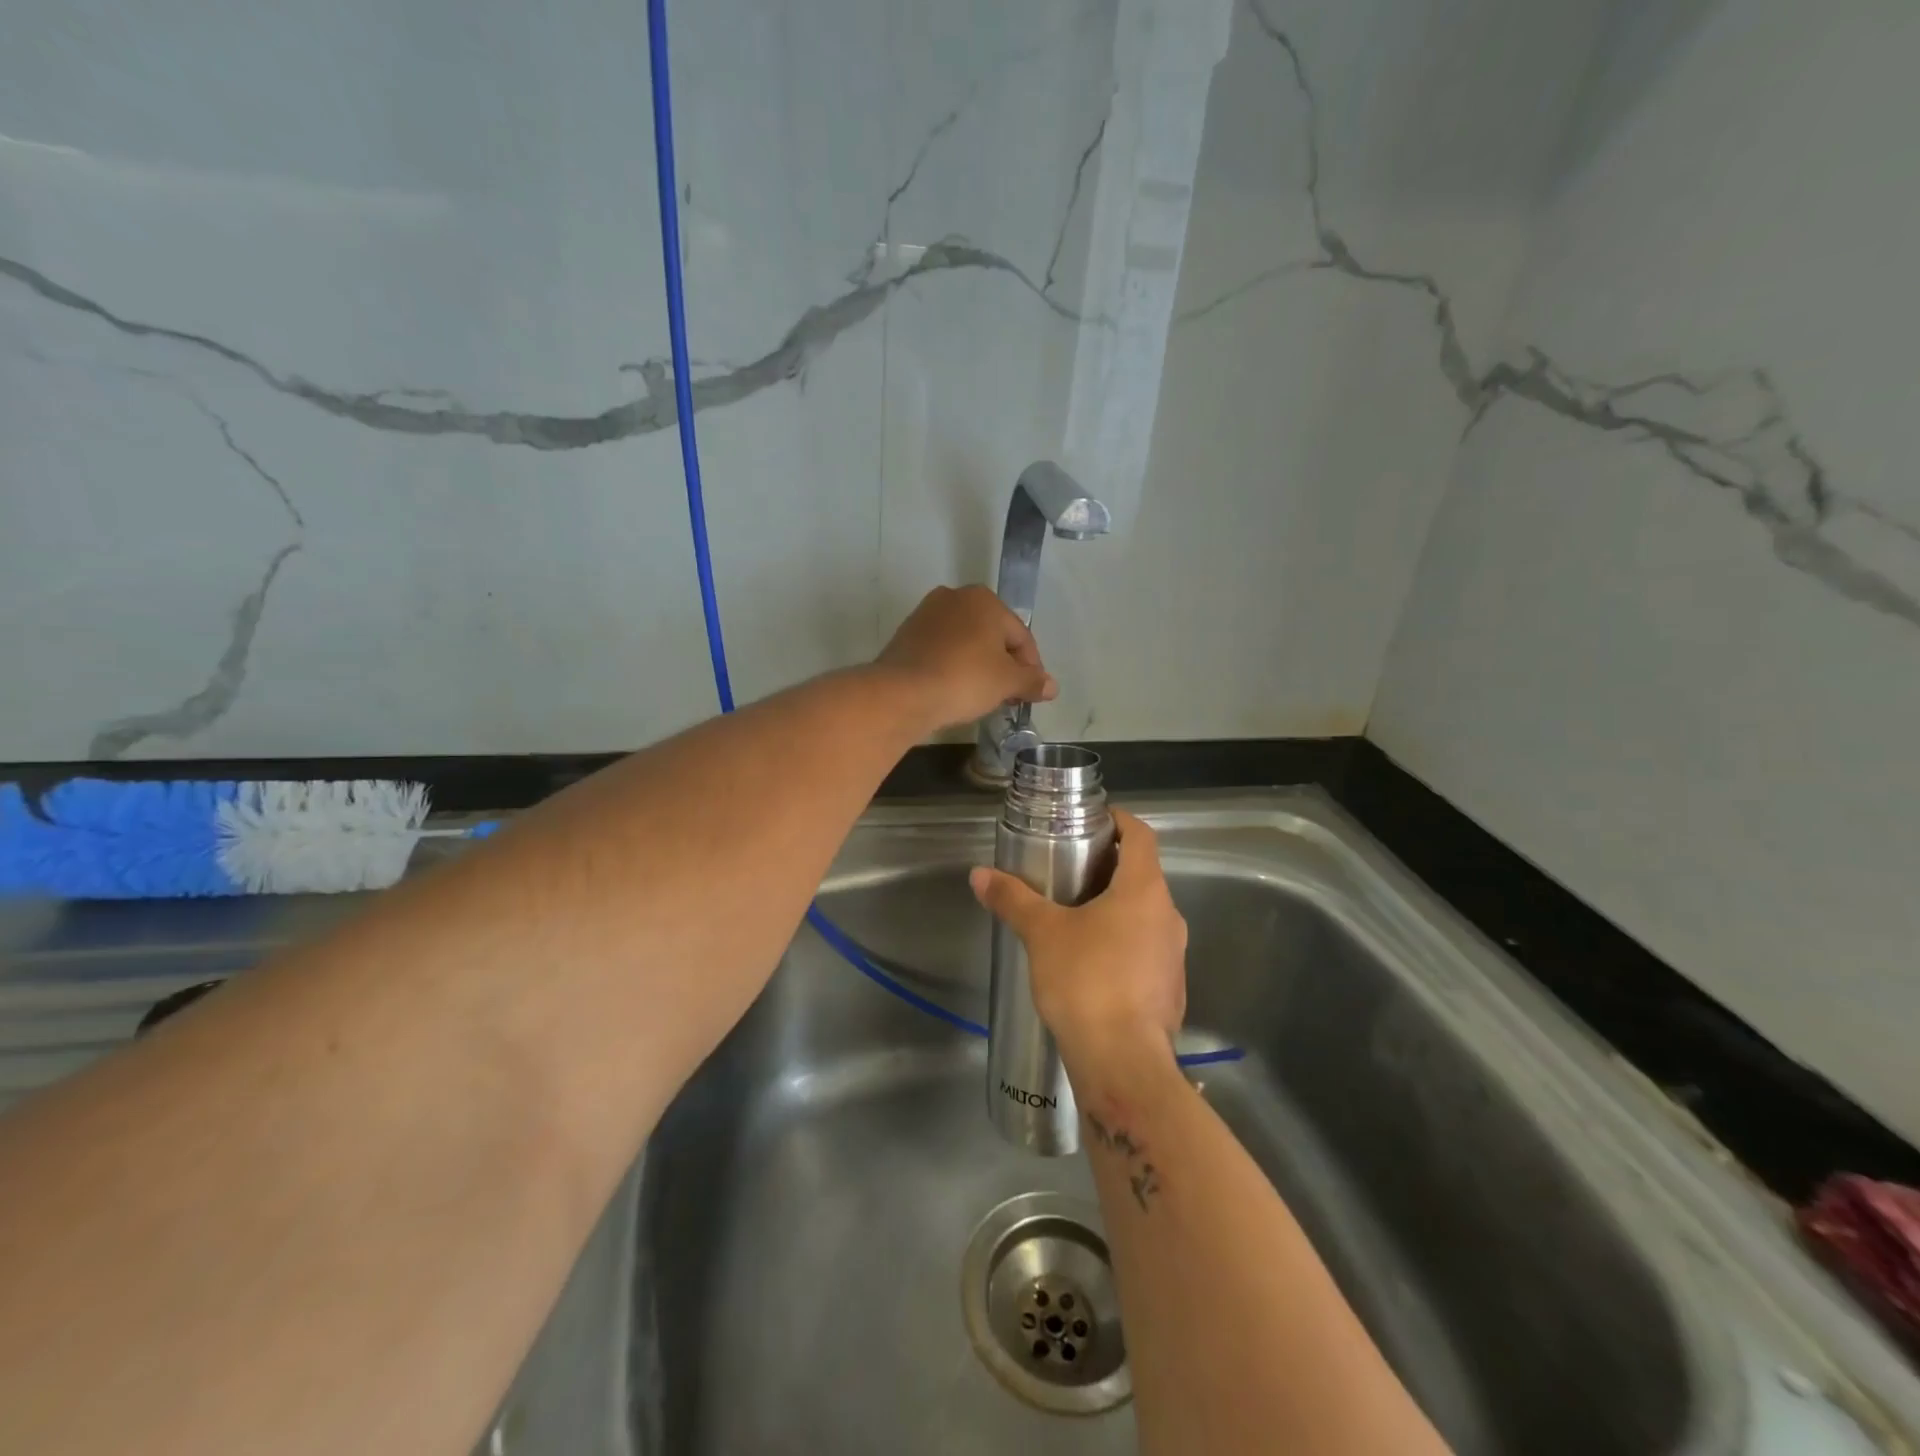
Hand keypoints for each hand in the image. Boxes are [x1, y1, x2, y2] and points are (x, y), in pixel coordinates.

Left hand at [874, 585, 1057, 730]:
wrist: (902, 693)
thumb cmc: (964, 679)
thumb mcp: (1007, 682)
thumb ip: (1031, 681)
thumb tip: (1051, 686)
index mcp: (984, 599)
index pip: (1020, 636)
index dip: (1031, 667)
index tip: (1031, 694)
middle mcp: (954, 597)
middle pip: (992, 636)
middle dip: (1003, 665)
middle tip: (1008, 696)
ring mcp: (926, 614)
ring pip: (965, 642)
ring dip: (978, 666)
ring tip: (982, 696)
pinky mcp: (906, 635)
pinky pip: (941, 650)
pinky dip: (952, 667)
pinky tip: (954, 690)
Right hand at [969, 809, 1186, 1074]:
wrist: (1123, 1063)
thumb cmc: (1086, 981)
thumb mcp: (1042, 933)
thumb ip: (1013, 899)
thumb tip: (979, 874)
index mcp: (1145, 891)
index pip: (1142, 836)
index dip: (1120, 821)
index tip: (1094, 820)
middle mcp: (1168, 916)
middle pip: (1143, 875)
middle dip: (1109, 867)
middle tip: (1070, 868)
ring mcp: (1173, 956)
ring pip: (1145, 915)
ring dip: (1115, 908)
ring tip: (1074, 915)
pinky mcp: (1169, 990)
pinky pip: (1146, 950)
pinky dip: (1122, 943)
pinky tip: (1090, 963)